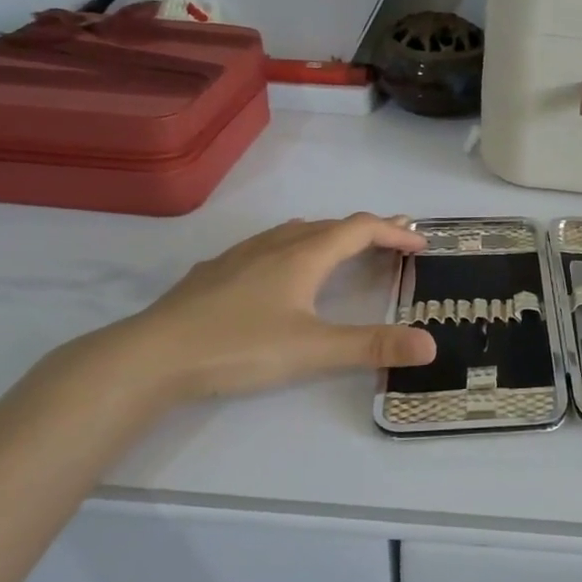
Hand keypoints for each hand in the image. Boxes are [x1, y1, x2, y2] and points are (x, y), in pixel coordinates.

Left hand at [96, 213, 436, 405]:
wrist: (151, 356)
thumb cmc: (239, 347)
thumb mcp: (313, 350)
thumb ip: (372, 346)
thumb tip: (430, 344)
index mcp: (304, 256)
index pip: (360, 229)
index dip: (395, 232)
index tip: (421, 243)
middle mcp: (275, 245)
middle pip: (331, 226)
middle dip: (368, 231)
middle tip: (393, 242)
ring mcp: (240, 256)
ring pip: (294, 232)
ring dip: (328, 235)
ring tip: (342, 248)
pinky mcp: (214, 273)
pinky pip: (265, 246)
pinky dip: (292, 247)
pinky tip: (278, 271)